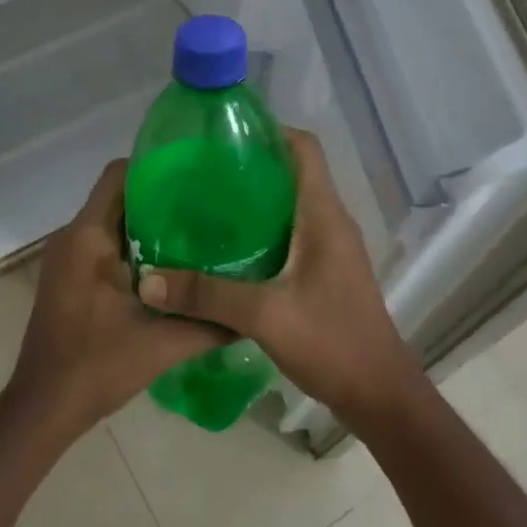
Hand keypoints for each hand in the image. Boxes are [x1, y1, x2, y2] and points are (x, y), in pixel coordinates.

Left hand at [7, 160, 225, 437]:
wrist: (43, 408)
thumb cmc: (96, 367)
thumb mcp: (162, 344)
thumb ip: (210, 323)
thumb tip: (251, 310)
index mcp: (88, 237)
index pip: (119, 175)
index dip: (156, 166)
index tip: (196, 175)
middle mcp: (73, 237)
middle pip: (118, 195)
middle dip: (161, 196)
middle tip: (207, 205)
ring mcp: (67, 257)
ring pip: (112, 220)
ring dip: (148, 223)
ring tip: (197, 231)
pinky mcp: (69, 276)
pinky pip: (104, 243)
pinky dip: (133, 244)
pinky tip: (170, 265)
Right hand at [138, 130, 422, 429]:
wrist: (379, 395)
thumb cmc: (331, 342)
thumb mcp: (264, 315)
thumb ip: (206, 295)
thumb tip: (147, 281)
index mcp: (324, 214)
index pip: (304, 148)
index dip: (269, 131)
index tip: (223, 135)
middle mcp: (330, 222)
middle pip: (292, 173)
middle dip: (249, 166)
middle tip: (199, 172)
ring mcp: (330, 249)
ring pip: (289, 206)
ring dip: (253, 201)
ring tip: (204, 206)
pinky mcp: (324, 272)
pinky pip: (290, 235)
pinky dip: (260, 232)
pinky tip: (225, 250)